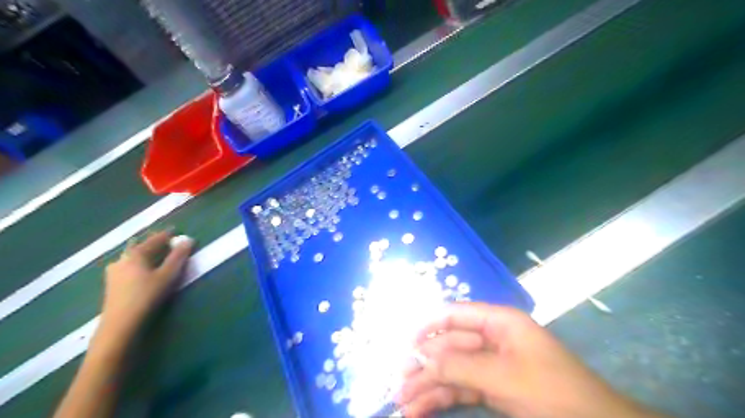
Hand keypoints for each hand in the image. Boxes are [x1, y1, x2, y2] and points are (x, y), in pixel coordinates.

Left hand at [100, 230, 192, 341]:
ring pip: (133, 258)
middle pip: (141, 247)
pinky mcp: (112, 285)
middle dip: (154, 244)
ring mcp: (114, 272)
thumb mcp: (168, 275)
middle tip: (167, 243)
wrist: (120, 324)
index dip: (166, 235)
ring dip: (147, 255)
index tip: (176, 231)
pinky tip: (144, 271)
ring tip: (158, 257)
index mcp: (135, 254)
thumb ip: (178, 257)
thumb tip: (188, 240)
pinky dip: (140, 264)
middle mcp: (122, 259)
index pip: (154, 239)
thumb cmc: (146, 296)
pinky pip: (129, 267)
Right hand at [399, 301, 650, 417]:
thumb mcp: (504, 377)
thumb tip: (422, 358)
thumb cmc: (552, 392)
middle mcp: (491, 339)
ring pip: (452, 371)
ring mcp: (491, 365)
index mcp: (498, 322)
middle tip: (399, 385)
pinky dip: (441, 399)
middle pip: (449, 346)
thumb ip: (460, 366)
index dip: (428, 326)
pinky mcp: (492, 388)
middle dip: (424, 366)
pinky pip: (461, 389)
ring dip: (428, 386)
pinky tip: (421, 410)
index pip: (455, 314)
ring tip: (404, 404)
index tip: (406, 344)